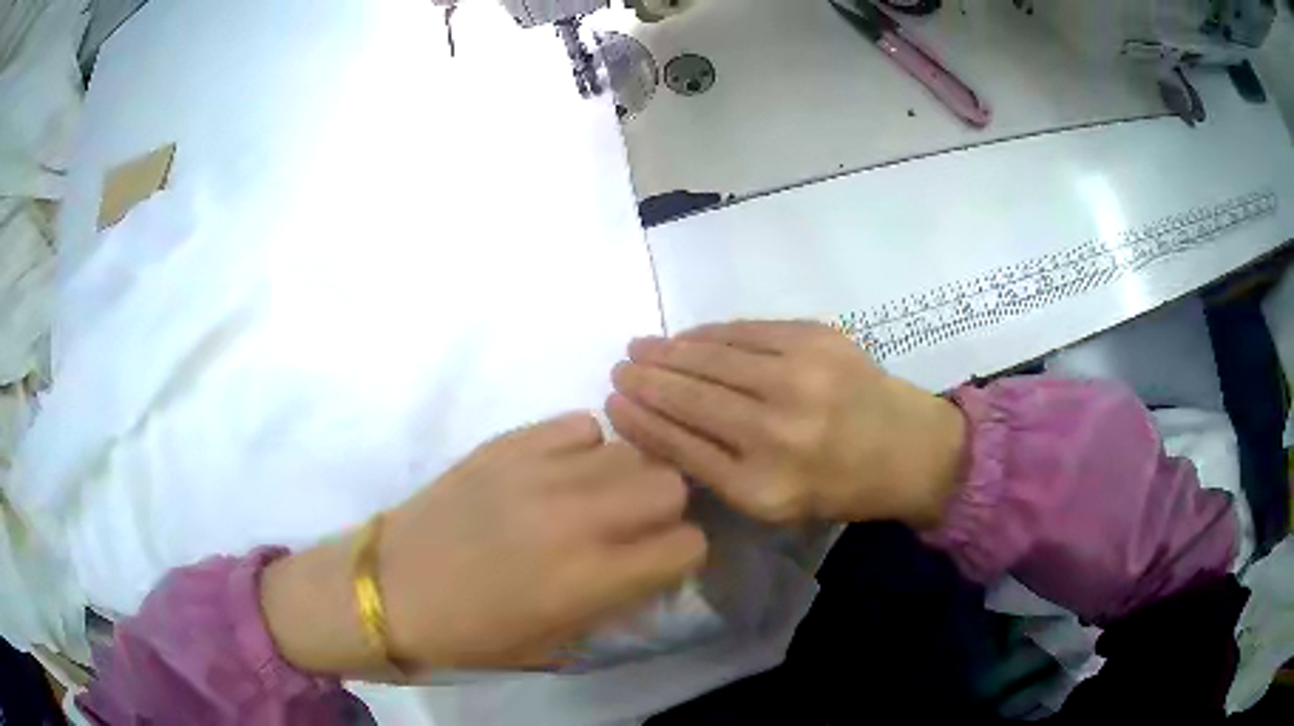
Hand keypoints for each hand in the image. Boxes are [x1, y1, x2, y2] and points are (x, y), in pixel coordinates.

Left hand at [262, 414, 705, 676]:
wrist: (393, 588)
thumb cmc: (474, 633)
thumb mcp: (558, 641)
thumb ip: (619, 600)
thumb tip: (654, 567)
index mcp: (590, 578)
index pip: (687, 545)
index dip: (681, 556)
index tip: (660, 561)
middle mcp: (576, 517)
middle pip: (670, 483)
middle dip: (663, 509)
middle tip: (632, 526)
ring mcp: (540, 471)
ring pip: (630, 449)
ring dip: (624, 477)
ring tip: (593, 497)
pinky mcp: (508, 442)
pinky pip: (580, 423)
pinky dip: (583, 447)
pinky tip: (560, 470)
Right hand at [606, 321, 966, 526]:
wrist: (908, 447)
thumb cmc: (839, 487)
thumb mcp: (774, 503)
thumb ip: (717, 471)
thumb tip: (660, 427)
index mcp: (763, 486)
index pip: (682, 446)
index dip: (641, 421)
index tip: (613, 402)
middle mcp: (777, 432)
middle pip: (690, 398)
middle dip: (645, 380)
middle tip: (619, 366)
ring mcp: (800, 378)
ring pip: (713, 359)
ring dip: (669, 351)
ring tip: (641, 346)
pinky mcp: (817, 339)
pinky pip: (747, 331)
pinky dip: (711, 333)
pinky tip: (689, 336)